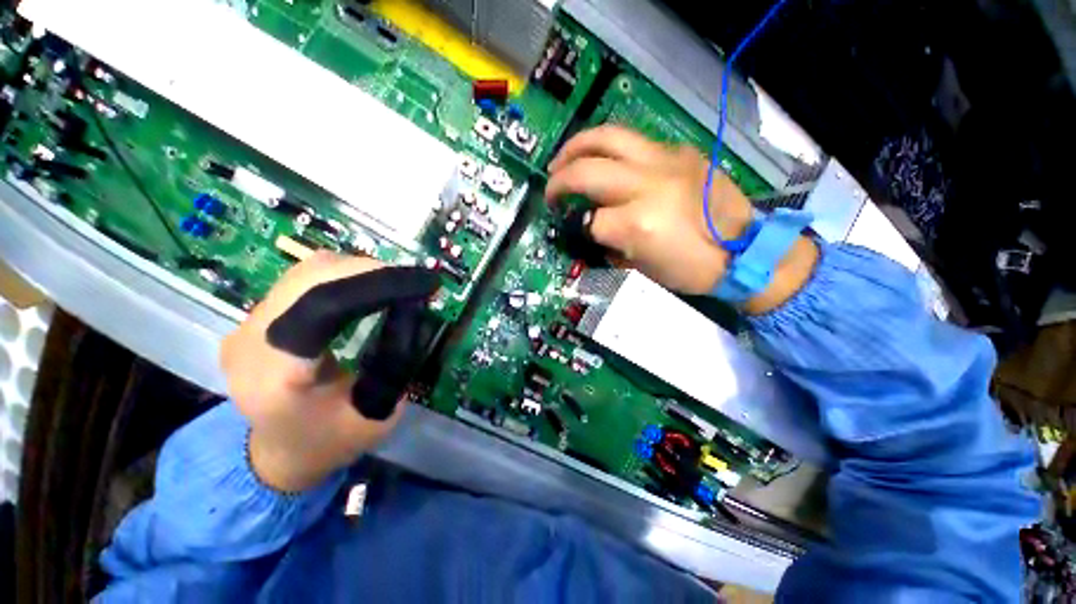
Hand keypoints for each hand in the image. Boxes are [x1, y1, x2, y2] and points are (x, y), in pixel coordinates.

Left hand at [220, 252, 437, 491]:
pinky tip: (366, 287)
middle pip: (312, 278)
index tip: (422, 282)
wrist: (278, 453)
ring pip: (306, 272)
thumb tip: (413, 310)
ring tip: (393, 283)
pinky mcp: (255, 317)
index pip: (322, 306)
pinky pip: (303, 280)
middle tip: (412, 280)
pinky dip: (341, 276)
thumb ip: (396, 362)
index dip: (375, 284)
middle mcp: (249, 341)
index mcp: (276, 375)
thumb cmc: (329, 441)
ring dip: (357, 270)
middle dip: (371, 271)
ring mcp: (246, 325)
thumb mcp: (377, 412)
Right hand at [547, 125, 817, 312]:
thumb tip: (590, 230)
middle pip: (586, 170)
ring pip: (607, 137)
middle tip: (550, 189)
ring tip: (562, 160)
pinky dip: (607, 149)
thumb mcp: (642, 268)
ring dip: (575, 147)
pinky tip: (602, 160)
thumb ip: (610, 245)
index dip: (573, 227)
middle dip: (559, 180)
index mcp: (639, 224)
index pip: (588, 221)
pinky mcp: (679, 150)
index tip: (568, 228)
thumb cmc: (691, 269)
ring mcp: (665, 160)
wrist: (745, 248)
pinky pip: (632, 140)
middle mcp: (648, 185)